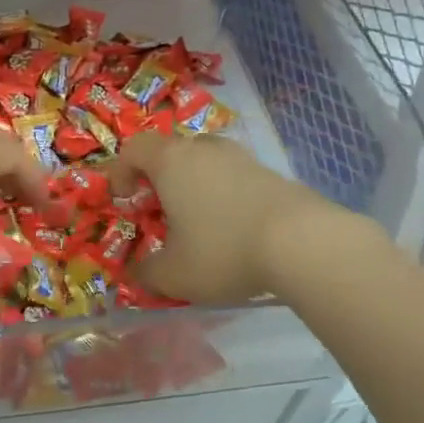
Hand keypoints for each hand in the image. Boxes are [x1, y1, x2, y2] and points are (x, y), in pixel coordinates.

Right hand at [109, 133, 328, 305]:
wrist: (302, 241)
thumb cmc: (223, 249)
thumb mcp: (174, 274)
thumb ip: (147, 272)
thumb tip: (137, 273)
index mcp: (171, 162)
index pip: (134, 148)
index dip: (121, 171)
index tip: (124, 201)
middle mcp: (204, 150)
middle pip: (172, 151)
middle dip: (160, 179)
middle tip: (160, 211)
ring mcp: (241, 157)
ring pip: (206, 161)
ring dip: (195, 185)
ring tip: (199, 222)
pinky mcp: (271, 173)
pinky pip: (235, 177)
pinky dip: (225, 195)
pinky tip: (235, 229)